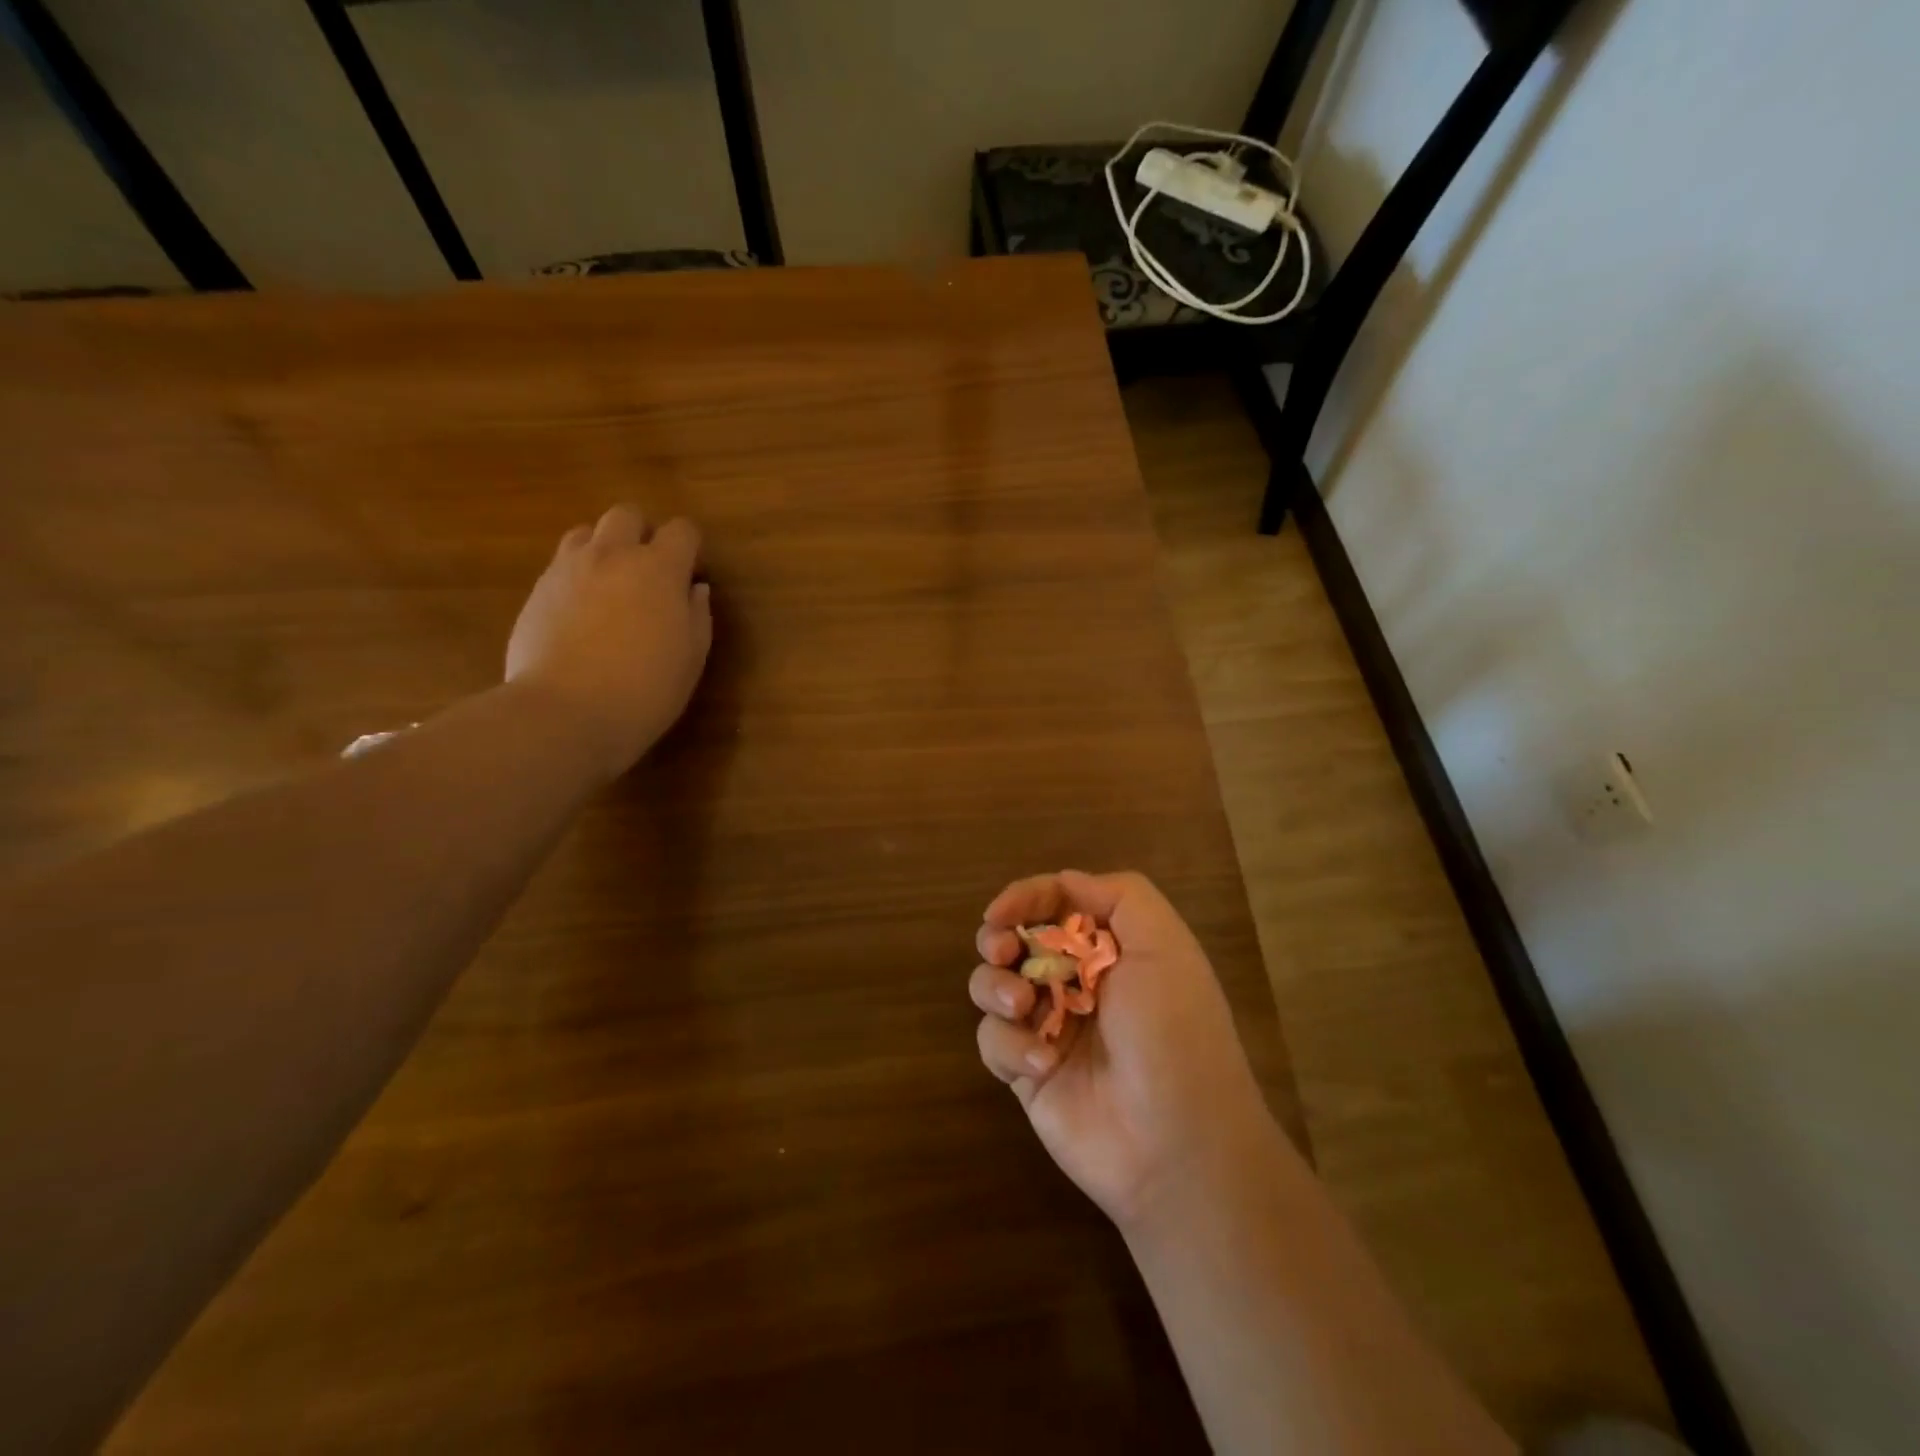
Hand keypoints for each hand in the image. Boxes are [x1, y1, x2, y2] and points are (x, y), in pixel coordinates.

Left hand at [505, 505, 713, 778]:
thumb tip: (695, 589)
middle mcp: (612, 555)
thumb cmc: (645, 689)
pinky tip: (582, 613)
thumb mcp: (691, 658)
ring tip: (611, 586)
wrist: (565, 712)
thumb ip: (697, 616)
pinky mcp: (536, 591)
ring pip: (587, 532)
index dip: (691, 548)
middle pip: (627, 515)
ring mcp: (567, 569)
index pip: (682, 530)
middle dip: (643, 534)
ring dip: (605, 548)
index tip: (692, 575)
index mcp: (659, 569)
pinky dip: (577, 575)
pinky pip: (561, 564)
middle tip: (650, 573)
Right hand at [970, 870, 1277, 1229]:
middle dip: (998, 938)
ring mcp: (1048, 1026)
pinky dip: (1009, 1044)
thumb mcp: (1165, 946)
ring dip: (996, 987)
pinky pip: (992, 1040)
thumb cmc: (1174, 1031)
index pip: (1055, 903)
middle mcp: (1076, 981)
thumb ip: (1120, 896)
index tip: (1002, 912)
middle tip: (1002, 951)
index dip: (1025, 898)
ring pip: (993, 985)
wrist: (1177, 1144)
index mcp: (1110, 948)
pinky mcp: (1026, 1071)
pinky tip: (1043, 1062)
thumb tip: (1065, 882)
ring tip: (1022, 1005)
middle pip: (1015, 939)